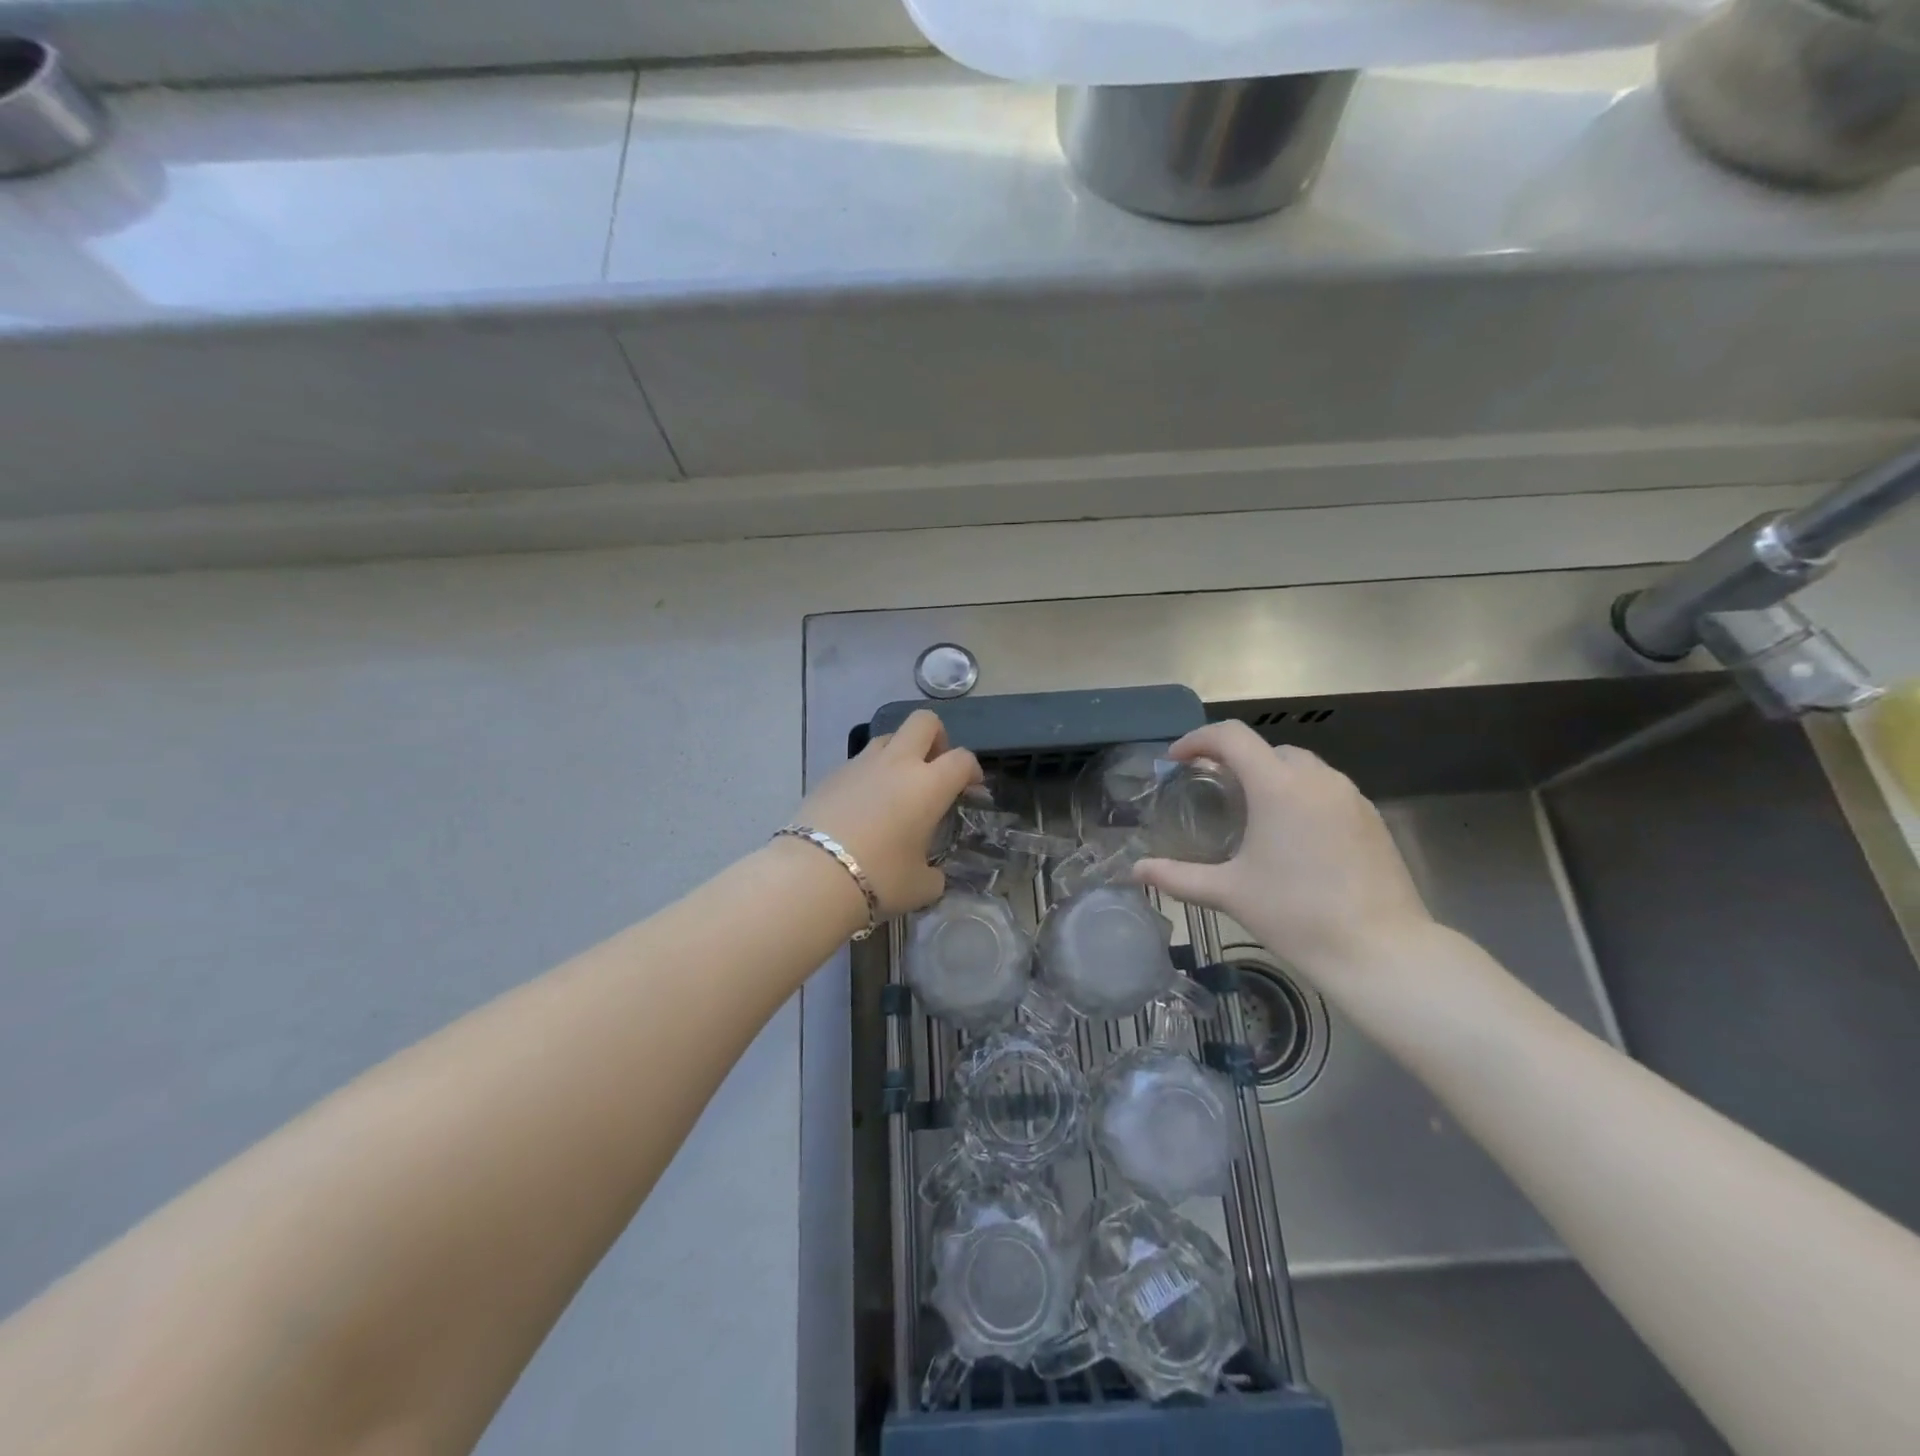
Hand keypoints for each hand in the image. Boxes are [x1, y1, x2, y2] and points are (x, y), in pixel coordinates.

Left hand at [793, 709, 982, 918]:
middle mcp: (897, 763)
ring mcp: (860, 764)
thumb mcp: (920, 886)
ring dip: (900, 753)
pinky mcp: (831, 775)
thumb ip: (934, 875)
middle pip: (924, 722)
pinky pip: (859, 763)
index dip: (972, 769)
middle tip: (935, 767)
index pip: (961, 758)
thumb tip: (932, 876)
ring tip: (897, 788)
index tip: (970, 787)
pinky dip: (869, 775)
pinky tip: (863, 807)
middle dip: (936, 737)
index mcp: (928, 785)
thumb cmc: (880, 878)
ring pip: (888, 737)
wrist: (814, 875)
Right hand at [1132, 721, 1433, 980]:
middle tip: (1211, 788)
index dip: (1198, 740)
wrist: (1380, 950)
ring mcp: (1350, 796)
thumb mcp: (1229, 893)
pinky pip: (1326, 789)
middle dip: (1235, 759)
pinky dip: (1300, 795)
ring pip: (1301, 767)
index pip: (1231, 736)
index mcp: (1277, 786)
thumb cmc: (1296, 915)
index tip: (1176, 760)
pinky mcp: (1371, 818)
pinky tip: (1292, 835)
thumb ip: (1177, 877)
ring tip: (1251, 811)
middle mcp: (1316, 779)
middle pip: (1267, 749)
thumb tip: (1136, 871)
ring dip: (1270, 776)